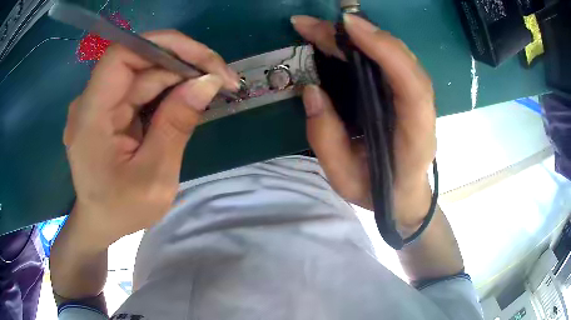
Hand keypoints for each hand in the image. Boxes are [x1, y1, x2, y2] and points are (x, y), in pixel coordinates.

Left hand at [63, 30, 240, 247]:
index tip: (204, 60)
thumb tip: (207, 82)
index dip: (163, 46)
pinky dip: (168, 89)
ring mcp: (99, 103)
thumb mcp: (154, 178)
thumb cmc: (121, 210)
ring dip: (180, 76)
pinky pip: (141, 87)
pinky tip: (189, 99)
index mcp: (91, 118)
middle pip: (138, 61)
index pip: (122, 56)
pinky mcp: (108, 108)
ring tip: (213, 89)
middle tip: (223, 80)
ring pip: (143, 72)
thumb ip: (176, 126)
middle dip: (183, 63)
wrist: (99, 222)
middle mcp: (91, 101)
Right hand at [291, 15, 435, 233]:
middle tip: (310, 25)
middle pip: (400, 59)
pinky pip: (388, 60)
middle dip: (357, 36)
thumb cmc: (377, 190)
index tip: (349, 26)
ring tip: (316, 29)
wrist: (404, 194)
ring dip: (357, 36)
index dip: (385, 49)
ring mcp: (415, 97)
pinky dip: (363, 44)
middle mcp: (422, 109)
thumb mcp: (344, 179)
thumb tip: (311, 89)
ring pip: (394, 54)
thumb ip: (326, 139)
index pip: (411, 85)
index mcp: (416, 135)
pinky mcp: (404, 91)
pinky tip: (336, 39)